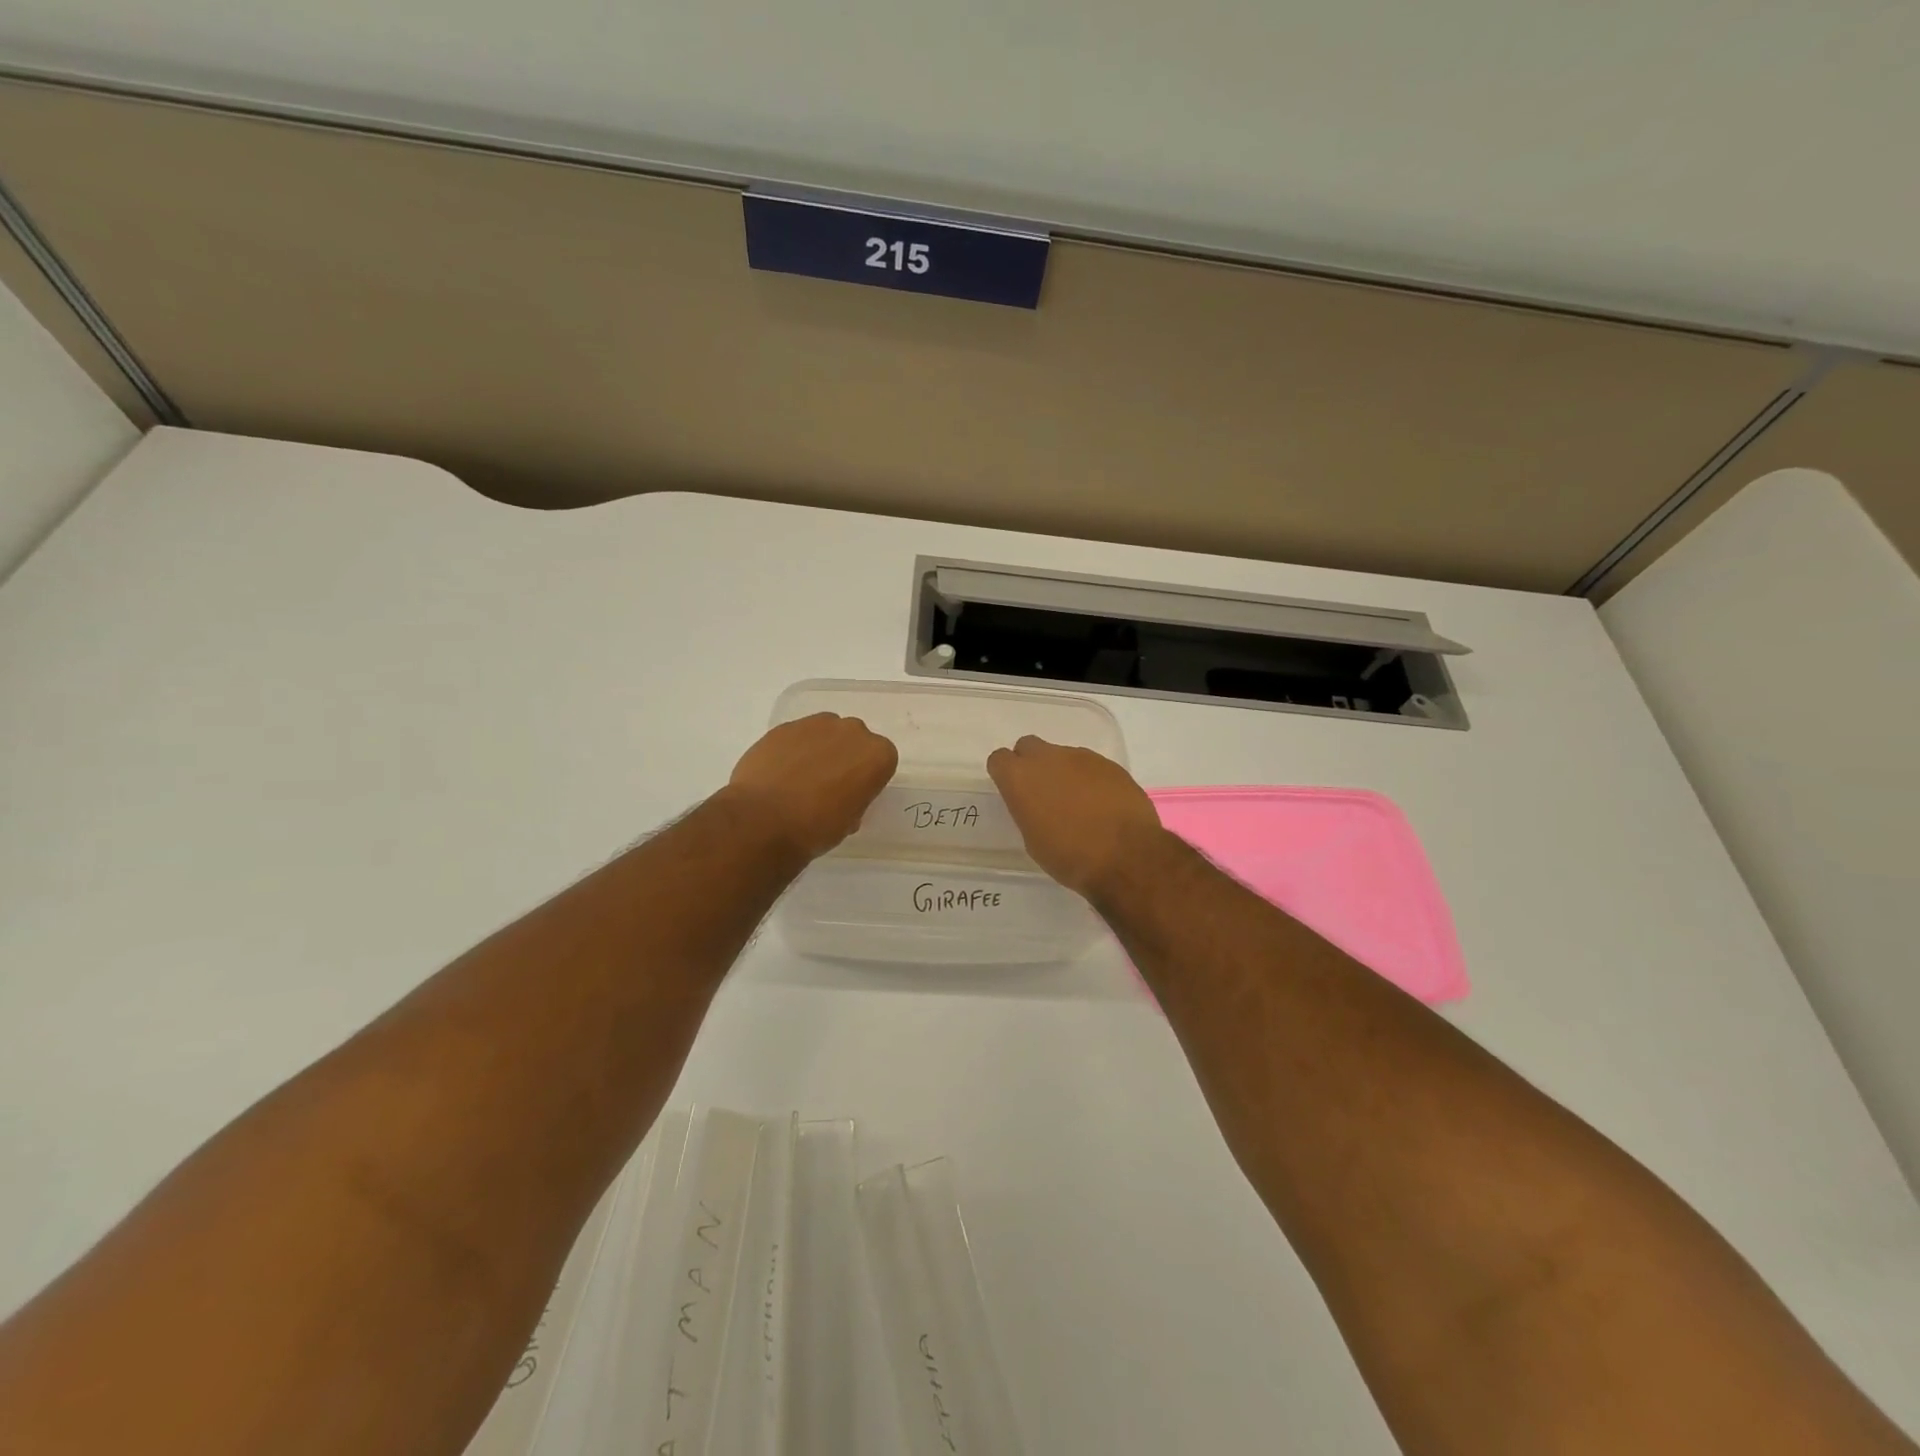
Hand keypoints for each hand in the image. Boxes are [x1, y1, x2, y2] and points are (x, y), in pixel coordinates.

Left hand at [723, 713, 897, 858]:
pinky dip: (792, 751)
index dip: (866, 779)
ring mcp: (815, 725)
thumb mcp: (850, 822)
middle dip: (844, 758)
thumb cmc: (817, 828)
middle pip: (854, 741)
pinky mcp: (784, 727)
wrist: (763, 821)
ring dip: (818, 750)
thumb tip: (842, 796)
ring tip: (799, 780)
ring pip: (825, 733)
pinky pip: (796, 737)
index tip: (852, 796)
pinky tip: (779, 775)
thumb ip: (855, 798)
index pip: (881, 761)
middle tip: (827, 786)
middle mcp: (852, 731)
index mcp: (877, 755)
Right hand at [987, 735, 1164, 897]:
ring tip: (1077, 803)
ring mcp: (1082, 757)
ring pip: (1062, 755)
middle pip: (1029, 746)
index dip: (1005, 774)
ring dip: (1063, 772)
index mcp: (1020, 778)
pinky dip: (1090, 779)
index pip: (999, 759)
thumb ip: (1029, 810)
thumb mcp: (1033, 840)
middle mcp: (1048, 758)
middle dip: (1031, 764)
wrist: (1125, 856)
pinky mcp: (1110, 764)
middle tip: (1042, 792)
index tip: (1014, 792)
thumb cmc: (1069, 857)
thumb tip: (1038, 804)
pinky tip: (1101, 804)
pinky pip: (1090, 766)